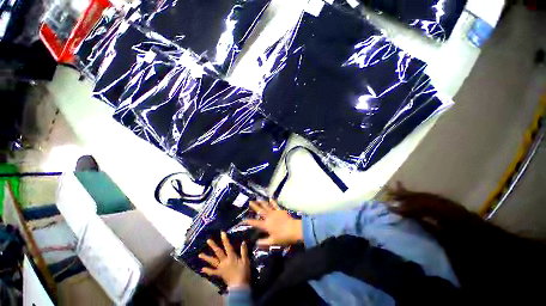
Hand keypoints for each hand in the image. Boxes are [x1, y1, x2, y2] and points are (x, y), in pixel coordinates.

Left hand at [199, 232, 249, 287]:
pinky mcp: (220, 274)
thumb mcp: (246, 261)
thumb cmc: (243, 272)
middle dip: (213, 246)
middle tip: (208, 240)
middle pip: (218, 252)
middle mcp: (224, 261)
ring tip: (200, 254)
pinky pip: (213, 272)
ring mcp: (221, 268)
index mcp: (231, 257)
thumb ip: (244, 251)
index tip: (222, 232)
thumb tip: (243, 242)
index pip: (227, 246)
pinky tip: (202, 269)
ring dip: (206, 258)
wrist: (239, 286)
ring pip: (213, 261)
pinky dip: (207, 271)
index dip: (225, 239)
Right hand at [244, 199, 302, 246]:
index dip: (249, 221)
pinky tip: (270, 198)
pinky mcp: (280, 210)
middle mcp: (269, 217)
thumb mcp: (273, 242)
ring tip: (258, 199)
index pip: (255, 223)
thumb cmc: (283, 237)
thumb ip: (264, 242)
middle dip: (254, 206)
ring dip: (262, 202)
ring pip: (266, 206)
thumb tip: (256, 243)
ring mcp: (274, 212)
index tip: (243, 219)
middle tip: (250, 202)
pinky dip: (272, 202)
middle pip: (260, 211)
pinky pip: (275, 205)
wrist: (294, 229)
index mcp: (266, 225)